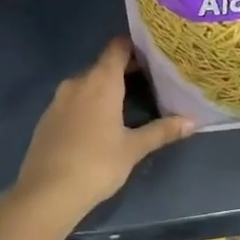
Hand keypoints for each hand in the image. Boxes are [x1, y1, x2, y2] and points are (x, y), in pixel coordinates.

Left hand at [12, 37, 194, 219]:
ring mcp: (58, 99)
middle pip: (104, 65)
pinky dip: (88, 104)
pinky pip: (72, 100)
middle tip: (150, 82)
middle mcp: (77, 82)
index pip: (118, 47)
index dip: (135, 46)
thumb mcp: (133, 149)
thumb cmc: (96, 164)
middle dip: (125, 70)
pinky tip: (99, 124)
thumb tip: (193, 121)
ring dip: (105, 89)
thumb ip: (162, 131)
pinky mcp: (47, 118)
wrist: (46, 193)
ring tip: (128, 103)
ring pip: (87, 84)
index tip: (154, 54)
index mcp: (100, 82)